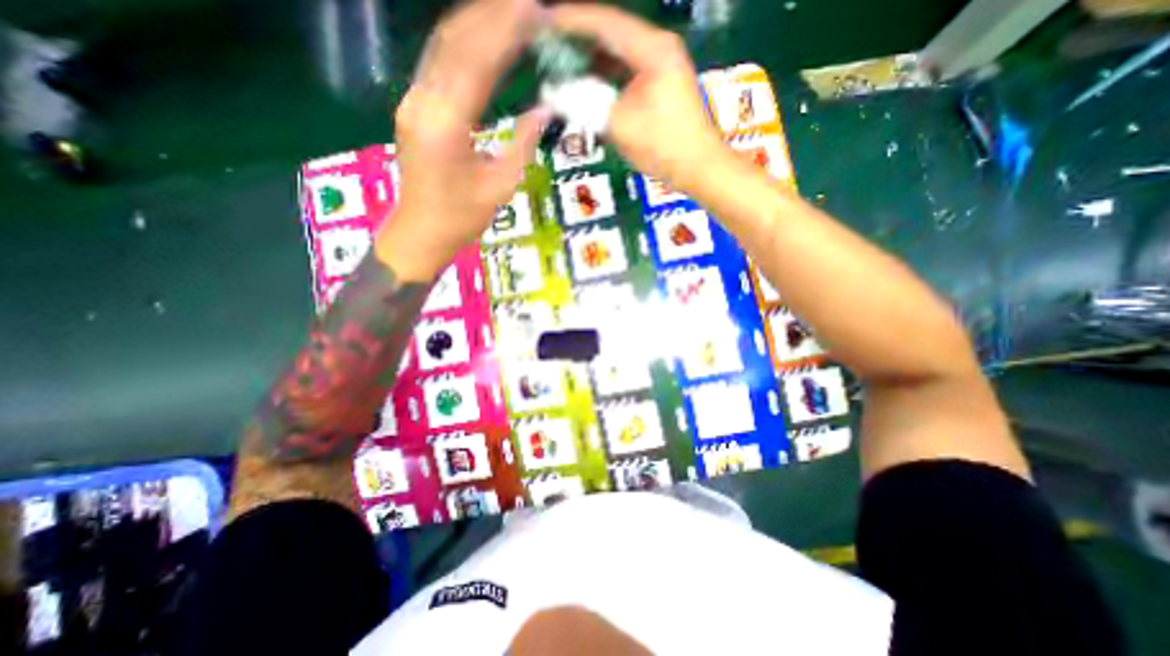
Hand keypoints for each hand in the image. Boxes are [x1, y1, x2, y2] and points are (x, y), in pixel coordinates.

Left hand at [379, 1, 553, 278]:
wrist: (421, 230)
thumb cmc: (462, 217)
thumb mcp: (501, 186)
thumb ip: (523, 143)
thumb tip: (545, 108)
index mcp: (446, 124)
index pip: (477, 60)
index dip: (506, 30)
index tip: (534, 11)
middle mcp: (423, 101)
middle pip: (456, 40)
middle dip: (493, 14)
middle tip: (529, 5)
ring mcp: (413, 100)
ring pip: (443, 45)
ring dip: (477, 21)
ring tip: (512, 11)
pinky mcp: (413, 105)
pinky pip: (439, 62)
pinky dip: (465, 42)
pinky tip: (486, 36)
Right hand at [552, 4, 728, 195]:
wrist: (699, 167)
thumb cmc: (663, 146)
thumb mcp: (620, 125)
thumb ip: (585, 104)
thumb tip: (552, 93)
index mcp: (652, 49)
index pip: (605, 22)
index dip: (571, 21)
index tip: (542, 23)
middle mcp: (658, 48)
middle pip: (612, 33)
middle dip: (578, 39)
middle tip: (547, 46)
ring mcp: (662, 66)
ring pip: (619, 53)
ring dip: (591, 58)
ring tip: (561, 63)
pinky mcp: (661, 85)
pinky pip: (627, 72)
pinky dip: (606, 76)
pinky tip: (587, 84)